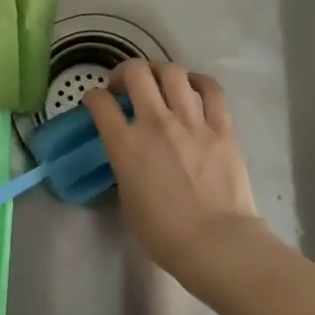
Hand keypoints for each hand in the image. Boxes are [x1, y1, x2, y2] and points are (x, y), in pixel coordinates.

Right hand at [85, 61, 265, 280]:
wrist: (216, 243)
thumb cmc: (164, 234)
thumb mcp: (128, 200)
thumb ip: (125, 167)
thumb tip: (130, 155)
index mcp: (125, 145)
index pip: (100, 103)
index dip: (93, 98)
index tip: (96, 103)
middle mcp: (155, 123)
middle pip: (136, 73)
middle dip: (124, 72)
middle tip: (124, 85)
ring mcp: (191, 121)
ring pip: (172, 73)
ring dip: (159, 71)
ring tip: (158, 81)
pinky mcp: (221, 127)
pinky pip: (211, 90)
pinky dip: (198, 81)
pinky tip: (193, 85)